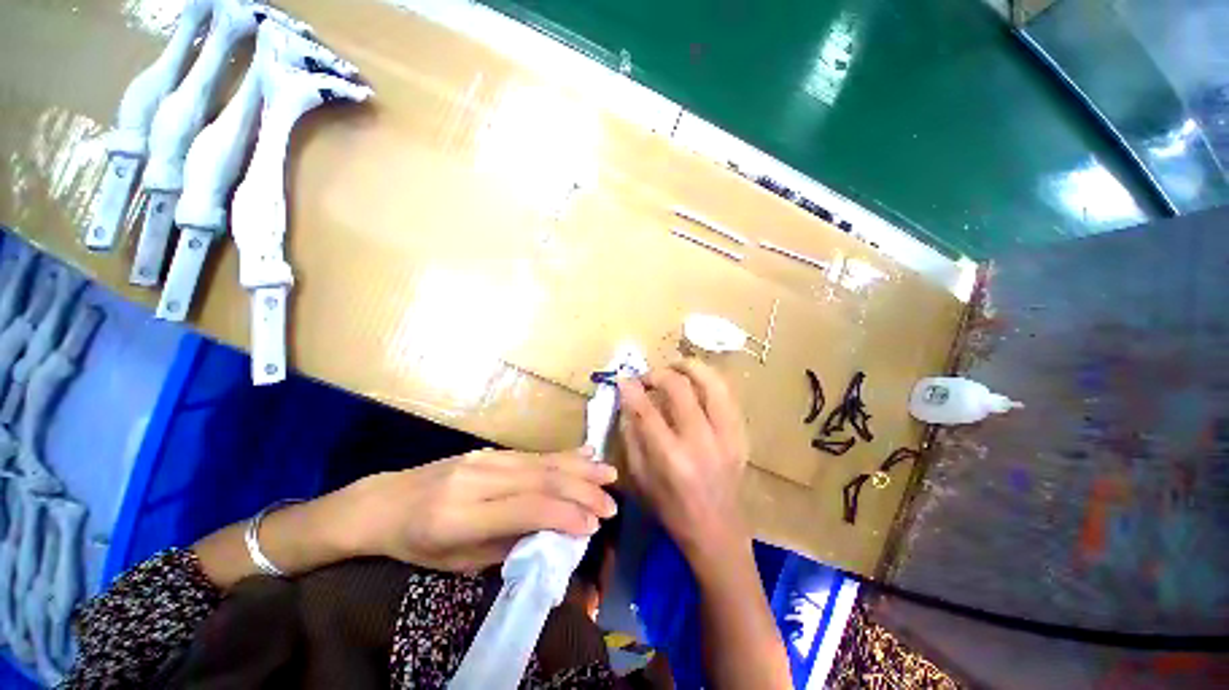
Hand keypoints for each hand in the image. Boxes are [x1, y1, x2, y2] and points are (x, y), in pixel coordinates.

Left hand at [337, 448, 617, 571]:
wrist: (384, 503)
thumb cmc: (417, 544)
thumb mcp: (457, 562)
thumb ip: (509, 545)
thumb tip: (556, 532)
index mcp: (462, 515)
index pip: (527, 508)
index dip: (566, 514)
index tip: (594, 526)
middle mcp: (478, 478)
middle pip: (542, 478)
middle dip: (583, 490)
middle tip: (611, 503)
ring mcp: (485, 458)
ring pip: (542, 460)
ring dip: (580, 467)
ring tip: (608, 474)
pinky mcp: (491, 450)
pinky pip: (533, 453)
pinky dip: (563, 455)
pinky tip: (584, 453)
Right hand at [617, 359, 749, 563]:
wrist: (718, 532)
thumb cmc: (671, 510)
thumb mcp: (640, 477)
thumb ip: (631, 435)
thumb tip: (628, 399)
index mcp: (672, 459)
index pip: (647, 411)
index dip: (632, 388)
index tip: (623, 378)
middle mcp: (702, 443)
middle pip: (680, 388)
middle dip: (658, 374)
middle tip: (648, 377)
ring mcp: (727, 437)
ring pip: (712, 383)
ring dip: (690, 367)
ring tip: (675, 366)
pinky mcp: (741, 436)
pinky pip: (727, 395)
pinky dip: (709, 381)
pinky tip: (696, 382)